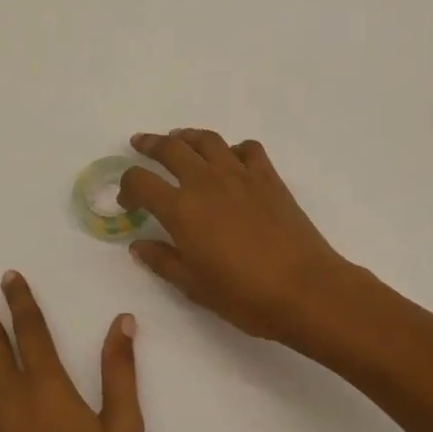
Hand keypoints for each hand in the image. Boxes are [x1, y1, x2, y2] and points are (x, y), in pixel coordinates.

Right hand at [119, 129, 368, 348]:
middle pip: (171, 148)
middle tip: (140, 143)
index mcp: (181, 209)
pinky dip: (233, 149)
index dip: (128, 187)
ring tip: (180, 140)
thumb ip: (162, 261)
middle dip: (150, 144)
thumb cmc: (245, 295)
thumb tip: (138, 245)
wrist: (305, 288)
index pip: (141, 182)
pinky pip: (247, 149)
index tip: (128, 200)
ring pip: (207, 140)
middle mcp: (206, 181)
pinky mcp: (268, 176)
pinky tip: (231, 161)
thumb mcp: (194, 286)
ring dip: (187, 136)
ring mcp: (240, 174)